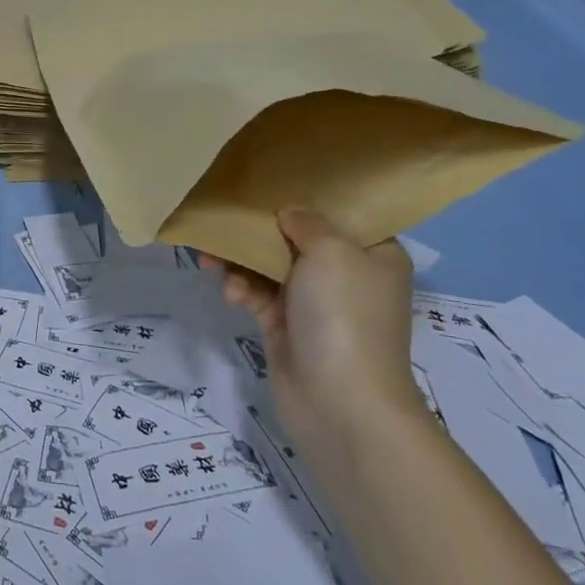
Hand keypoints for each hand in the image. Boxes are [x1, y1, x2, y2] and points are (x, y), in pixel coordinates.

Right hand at [202, 208, 418, 439]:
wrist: (340, 404)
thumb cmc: (344, 314)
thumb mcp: (331, 250)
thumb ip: (306, 221)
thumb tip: (289, 214)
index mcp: (374, 253)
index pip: (342, 214)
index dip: (308, 196)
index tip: (271, 180)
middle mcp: (347, 274)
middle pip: (298, 237)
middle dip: (260, 228)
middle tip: (227, 216)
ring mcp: (315, 303)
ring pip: (270, 265)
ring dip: (241, 259)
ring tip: (210, 257)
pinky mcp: (286, 327)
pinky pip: (257, 293)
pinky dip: (241, 288)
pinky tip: (229, 293)